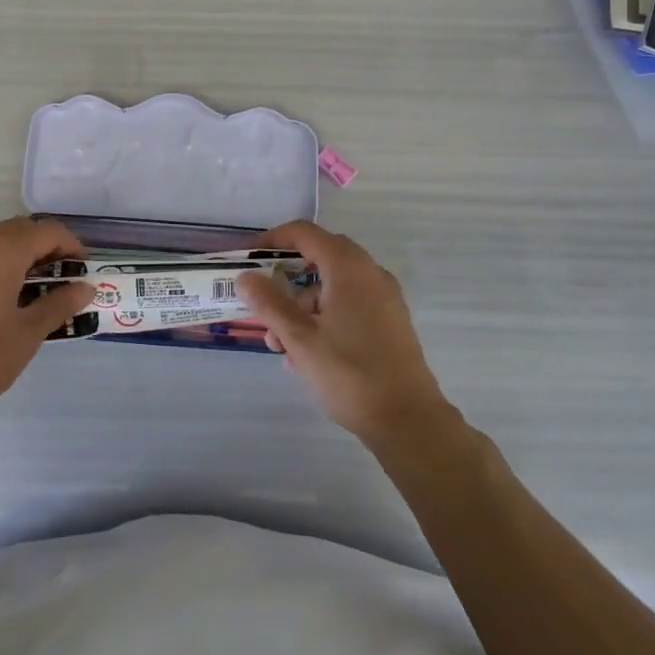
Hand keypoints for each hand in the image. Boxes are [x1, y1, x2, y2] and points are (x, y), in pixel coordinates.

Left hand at [0, 217, 91, 424]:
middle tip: (64, 277)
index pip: (46, 231)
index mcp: (0, 252)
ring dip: (22, 253)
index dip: (71, 245)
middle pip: (21, 229)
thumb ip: (60, 304)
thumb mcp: (28, 334)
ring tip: (39, 286)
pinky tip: (8, 292)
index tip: (83, 271)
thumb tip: (86, 288)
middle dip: (46, 247)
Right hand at [235, 222, 450, 445]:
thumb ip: (269, 303)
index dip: (272, 240)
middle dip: (285, 279)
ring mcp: (383, 298)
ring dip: (301, 306)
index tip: (248, 260)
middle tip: (261, 301)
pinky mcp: (390, 322)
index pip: (303, 233)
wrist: (409, 421)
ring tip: (280, 345)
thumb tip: (245, 278)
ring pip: (332, 286)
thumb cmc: (350, 373)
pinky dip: (323, 317)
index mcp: (348, 267)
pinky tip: (306, 355)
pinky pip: (349, 305)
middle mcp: (369, 273)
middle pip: (317, 258)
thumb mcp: (300, 338)